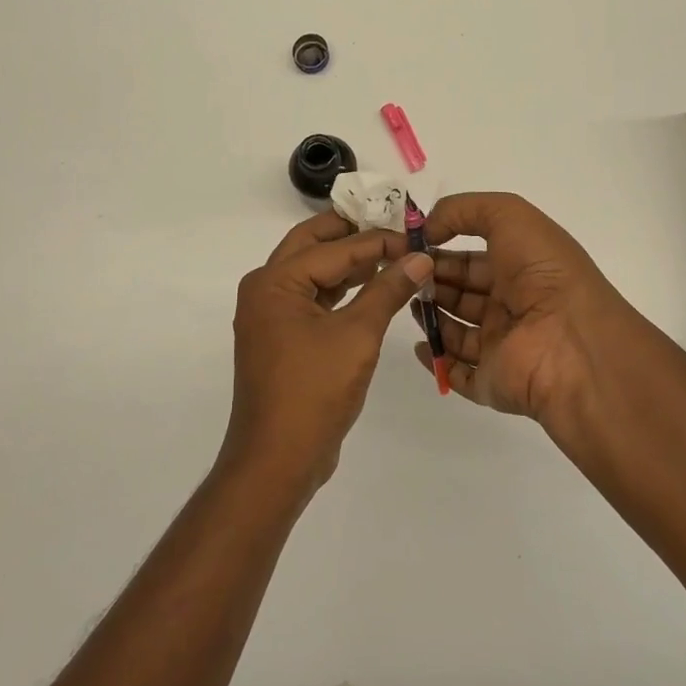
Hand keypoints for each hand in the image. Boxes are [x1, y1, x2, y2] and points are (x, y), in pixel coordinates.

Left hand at [226, 210, 432, 496]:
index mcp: (274, 281)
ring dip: (347, 261)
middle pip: (312, 244)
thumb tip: (421, 256)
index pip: (334, 248)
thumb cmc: (314, 391)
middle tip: (393, 224)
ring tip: (390, 253)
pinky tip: (371, 287)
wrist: (277, 460)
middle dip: (351, 233)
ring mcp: (270, 314)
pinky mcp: (281, 336)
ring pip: (311, 271)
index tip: (415, 236)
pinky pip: (311, 298)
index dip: (378, 240)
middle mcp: (265, 289)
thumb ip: (388, 290)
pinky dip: (340, 289)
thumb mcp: (358, 335)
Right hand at [414, 192, 650, 429]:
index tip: (409, 247)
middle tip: (402, 274)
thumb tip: (427, 229)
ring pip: (455, 330)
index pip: (472, 258)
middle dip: (430, 281)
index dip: (441, 249)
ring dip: (429, 315)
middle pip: (460, 293)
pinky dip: (436, 359)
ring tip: (406, 301)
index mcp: (520, 268)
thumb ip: (463, 210)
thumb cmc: (543, 273)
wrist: (572, 343)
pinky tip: (419, 344)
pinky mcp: (491, 381)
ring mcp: (501, 346)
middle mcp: (512, 306)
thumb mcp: (509, 215)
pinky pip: (456, 372)